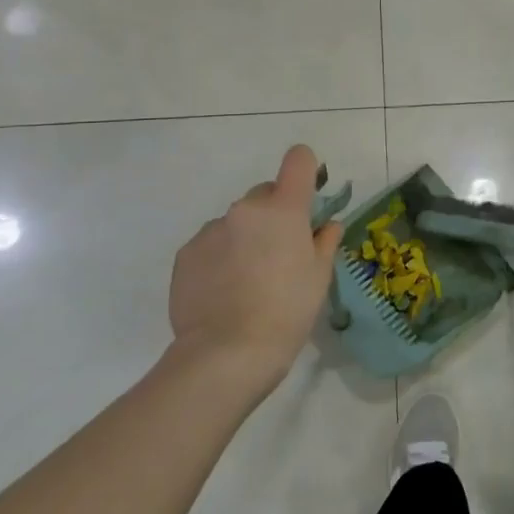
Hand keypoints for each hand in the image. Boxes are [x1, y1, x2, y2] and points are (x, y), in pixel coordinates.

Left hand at [167, 145, 342, 395]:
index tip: (309, 195)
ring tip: (248, 279)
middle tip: (281, 252)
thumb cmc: (288, 310)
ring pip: (237, 221)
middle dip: (276, 213)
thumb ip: (325, 241)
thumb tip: (327, 224)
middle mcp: (245, 209)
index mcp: (284, 209)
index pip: (298, 160)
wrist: (227, 353)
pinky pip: (212, 243)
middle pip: (266, 194)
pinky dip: (221, 257)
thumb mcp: (319, 276)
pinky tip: (225, 290)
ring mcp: (211, 230)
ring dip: (246, 236)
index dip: (307, 170)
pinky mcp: (186, 253)